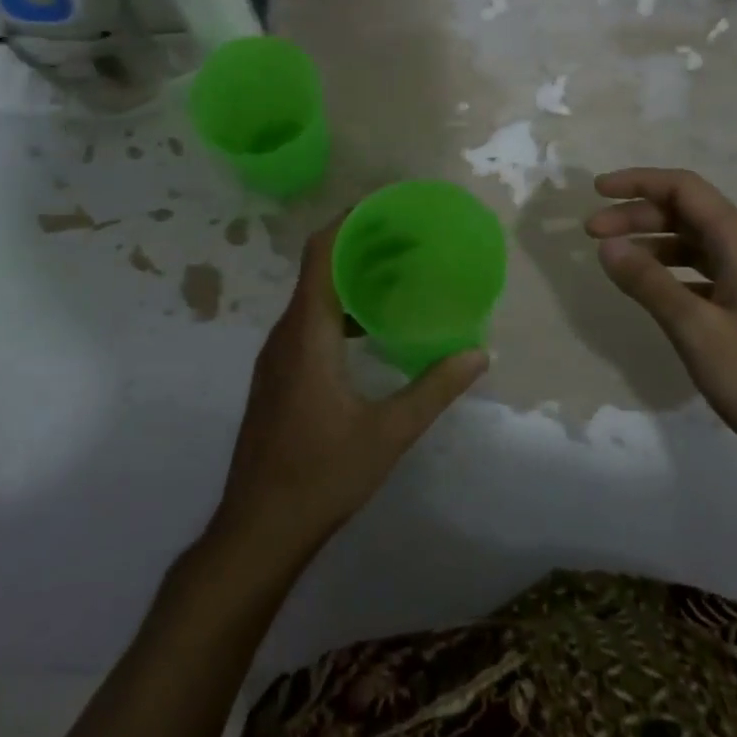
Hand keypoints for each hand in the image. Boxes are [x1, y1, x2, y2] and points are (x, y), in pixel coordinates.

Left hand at [211, 217, 487, 563]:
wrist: (257, 529)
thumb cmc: (321, 475)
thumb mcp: (388, 433)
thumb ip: (434, 389)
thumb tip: (479, 354)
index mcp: (307, 333)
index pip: (321, 254)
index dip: (348, 222)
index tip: (385, 207)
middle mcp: (286, 334)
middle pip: (319, 269)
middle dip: (359, 247)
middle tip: (406, 238)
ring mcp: (277, 357)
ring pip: (312, 298)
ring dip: (349, 280)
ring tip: (395, 276)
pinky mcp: (277, 377)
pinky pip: (308, 323)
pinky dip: (339, 310)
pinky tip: (370, 330)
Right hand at [585, 167, 736, 479]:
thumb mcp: (696, 329)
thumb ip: (649, 283)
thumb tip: (606, 244)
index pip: (684, 188)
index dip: (638, 182)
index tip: (596, 192)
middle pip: (686, 212)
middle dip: (636, 214)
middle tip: (591, 233)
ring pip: (692, 242)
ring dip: (650, 241)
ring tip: (613, 259)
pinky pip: (701, 271)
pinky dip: (668, 270)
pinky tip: (649, 290)